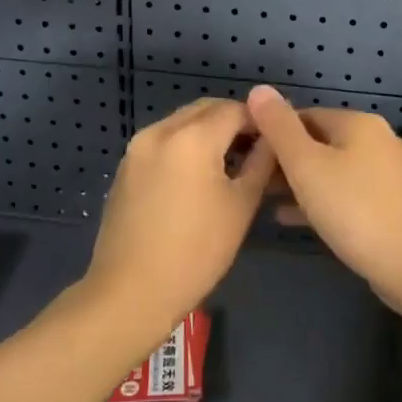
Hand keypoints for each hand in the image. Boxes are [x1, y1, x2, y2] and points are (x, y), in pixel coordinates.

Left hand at [84, 99, 276, 332]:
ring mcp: (137, 148)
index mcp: (192, 137)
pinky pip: (162, 141)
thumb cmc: (196, 251)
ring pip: (182, 123)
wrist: (131, 292)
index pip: (236, 109)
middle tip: (256, 150)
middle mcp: (160, 131)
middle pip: (205, 109)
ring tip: (229, 164)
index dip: (260, 121)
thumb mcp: (241, 206)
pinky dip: (184, 146)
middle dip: (233, 121)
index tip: (276, 140)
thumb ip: (261, 163)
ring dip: (208, 132)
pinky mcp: (125, 167)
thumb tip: (273, 139)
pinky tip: (197, 177)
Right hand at [244, 85, 401, 310]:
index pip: (303, 115)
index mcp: (358, 123)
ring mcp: (389, 174)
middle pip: (320, 142)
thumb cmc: (355, 210)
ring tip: (265, 201)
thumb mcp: (306, 166)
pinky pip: (348, 194)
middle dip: (286, 161)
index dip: (272, 133)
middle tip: (253, 183)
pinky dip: (321, 201)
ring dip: (301, 183)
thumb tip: (259, 90)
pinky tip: (294, 219)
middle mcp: (378, 140)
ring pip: (333, 170)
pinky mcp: (393, 204)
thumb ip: (279, 127)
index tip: (247, 157)